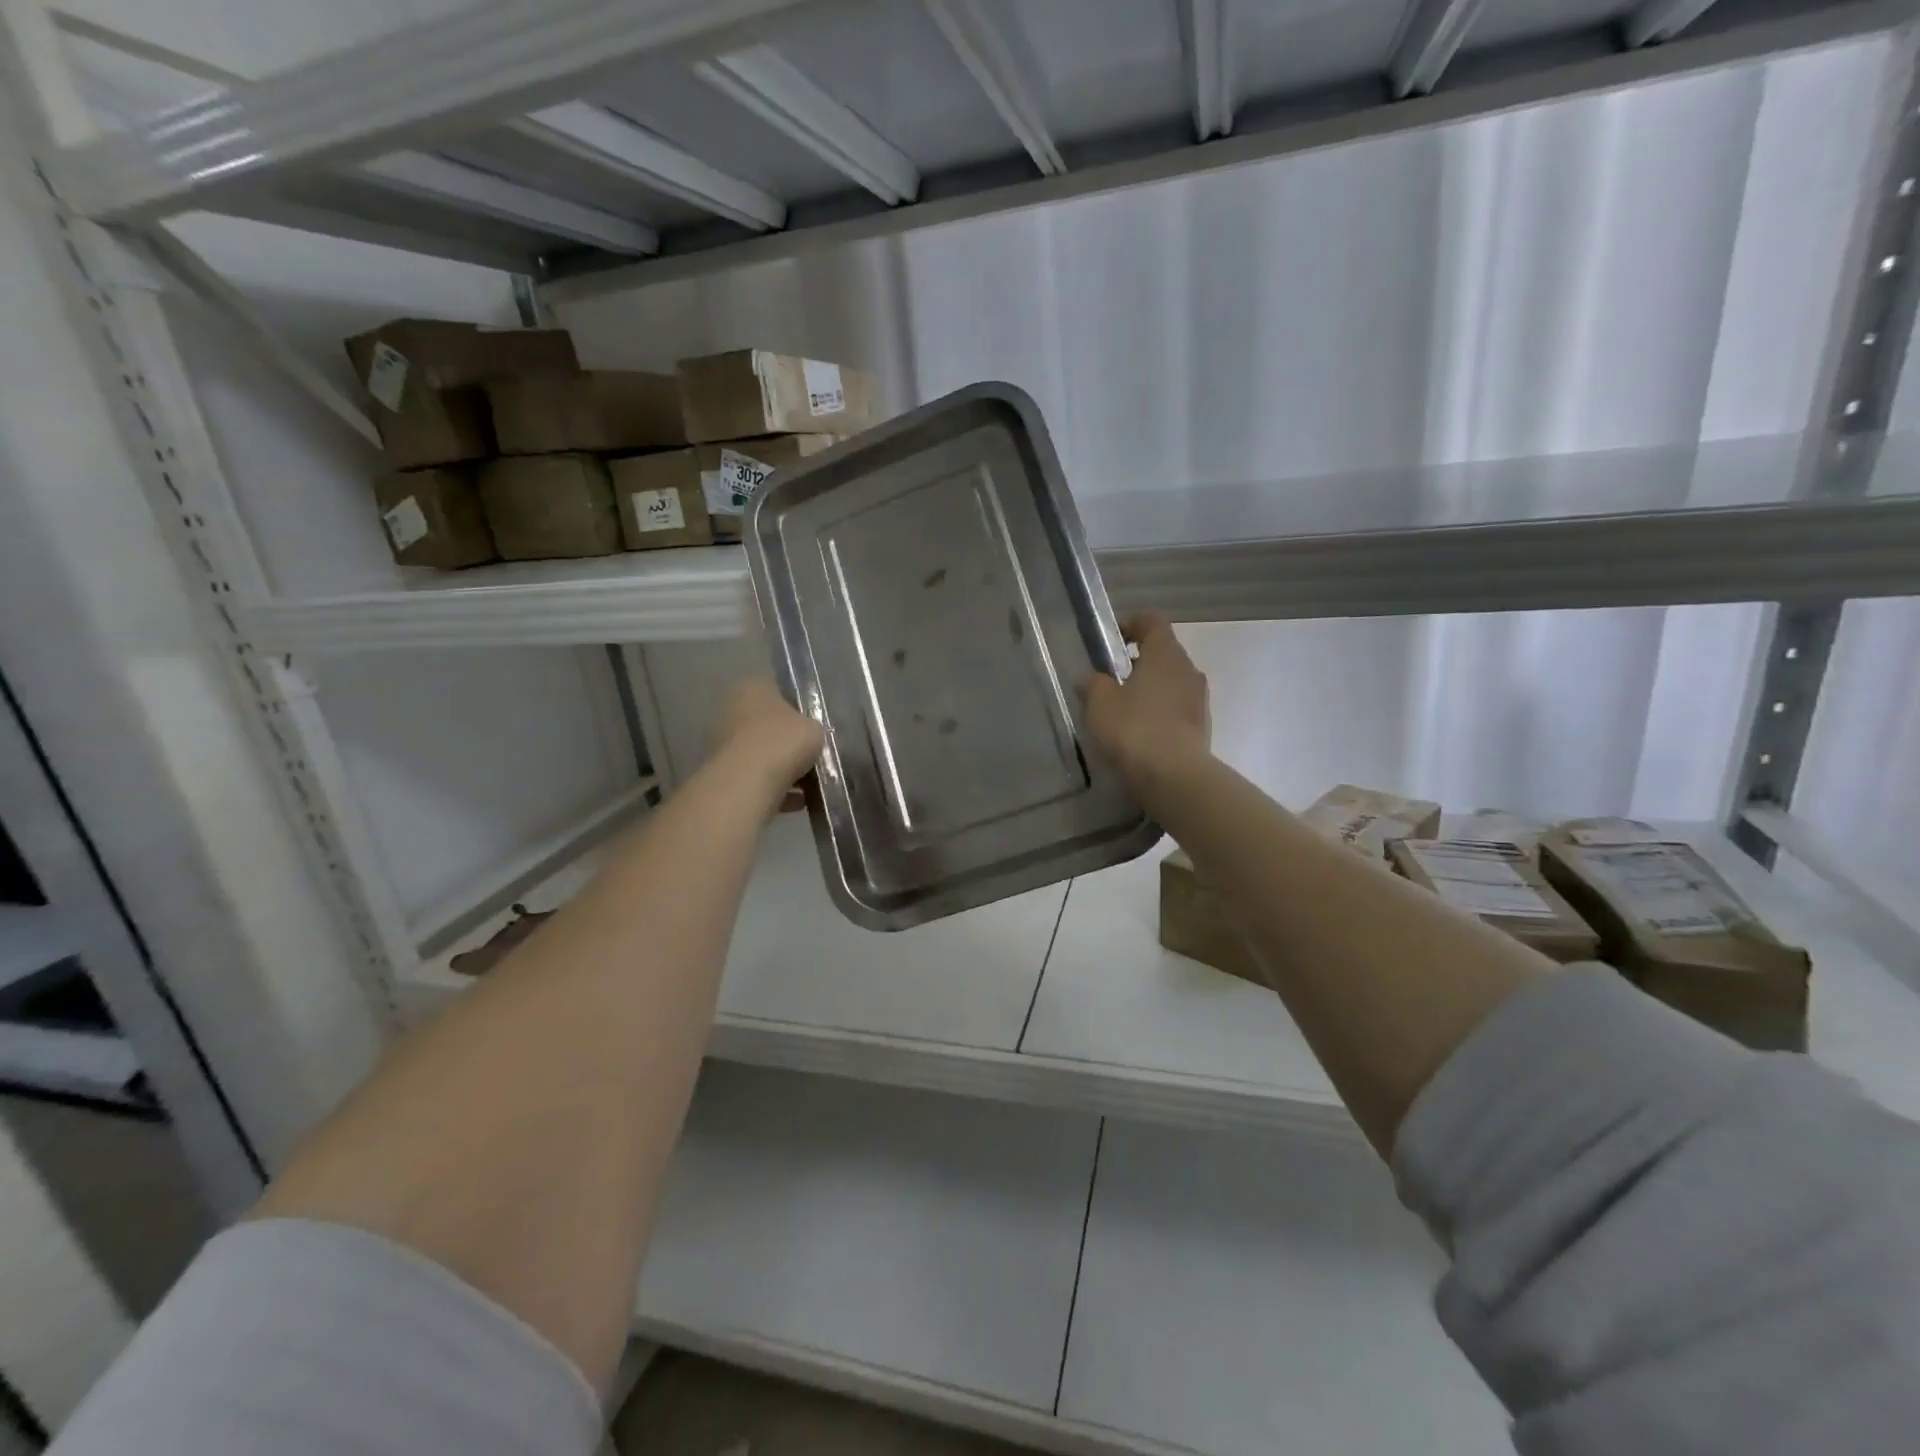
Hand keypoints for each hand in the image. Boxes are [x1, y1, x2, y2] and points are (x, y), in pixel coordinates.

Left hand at [710, 678, 823, 810]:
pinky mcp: (723, 774)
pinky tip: (799, 801)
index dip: (797, 704)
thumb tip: (809, 735)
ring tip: (810, 782)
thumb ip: (812, 728)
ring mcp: (722, 743)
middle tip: (812, 752)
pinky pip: (756, 778)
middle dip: (787, 738)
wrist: (748, 784)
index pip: (776, 687)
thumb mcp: (814, 728)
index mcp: (751, 687)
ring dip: (781, 766)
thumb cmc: (783, 742)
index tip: (813, 721)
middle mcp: (730, 709)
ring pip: (760, 752)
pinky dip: (776, 788)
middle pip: (766, 722)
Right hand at [1084, 613, 1210, 791]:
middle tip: (1111, 679)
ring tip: (1124, 710)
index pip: (1152, 621)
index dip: (1131, 623)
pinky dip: (1159, 712)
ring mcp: (1199, 699)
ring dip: (1150, 689)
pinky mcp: (1202, 726)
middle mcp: (1188, 669)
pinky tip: (1140, 733)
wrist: (1174, 776)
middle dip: (1138, 661)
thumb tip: (1090, 678)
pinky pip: (1177, 708)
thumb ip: (1093, 684)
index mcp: (1165, 653)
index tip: (1111, 640)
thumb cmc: (1134, 728)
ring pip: (1171, 682)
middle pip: (1163, 653)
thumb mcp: (1100, 703)